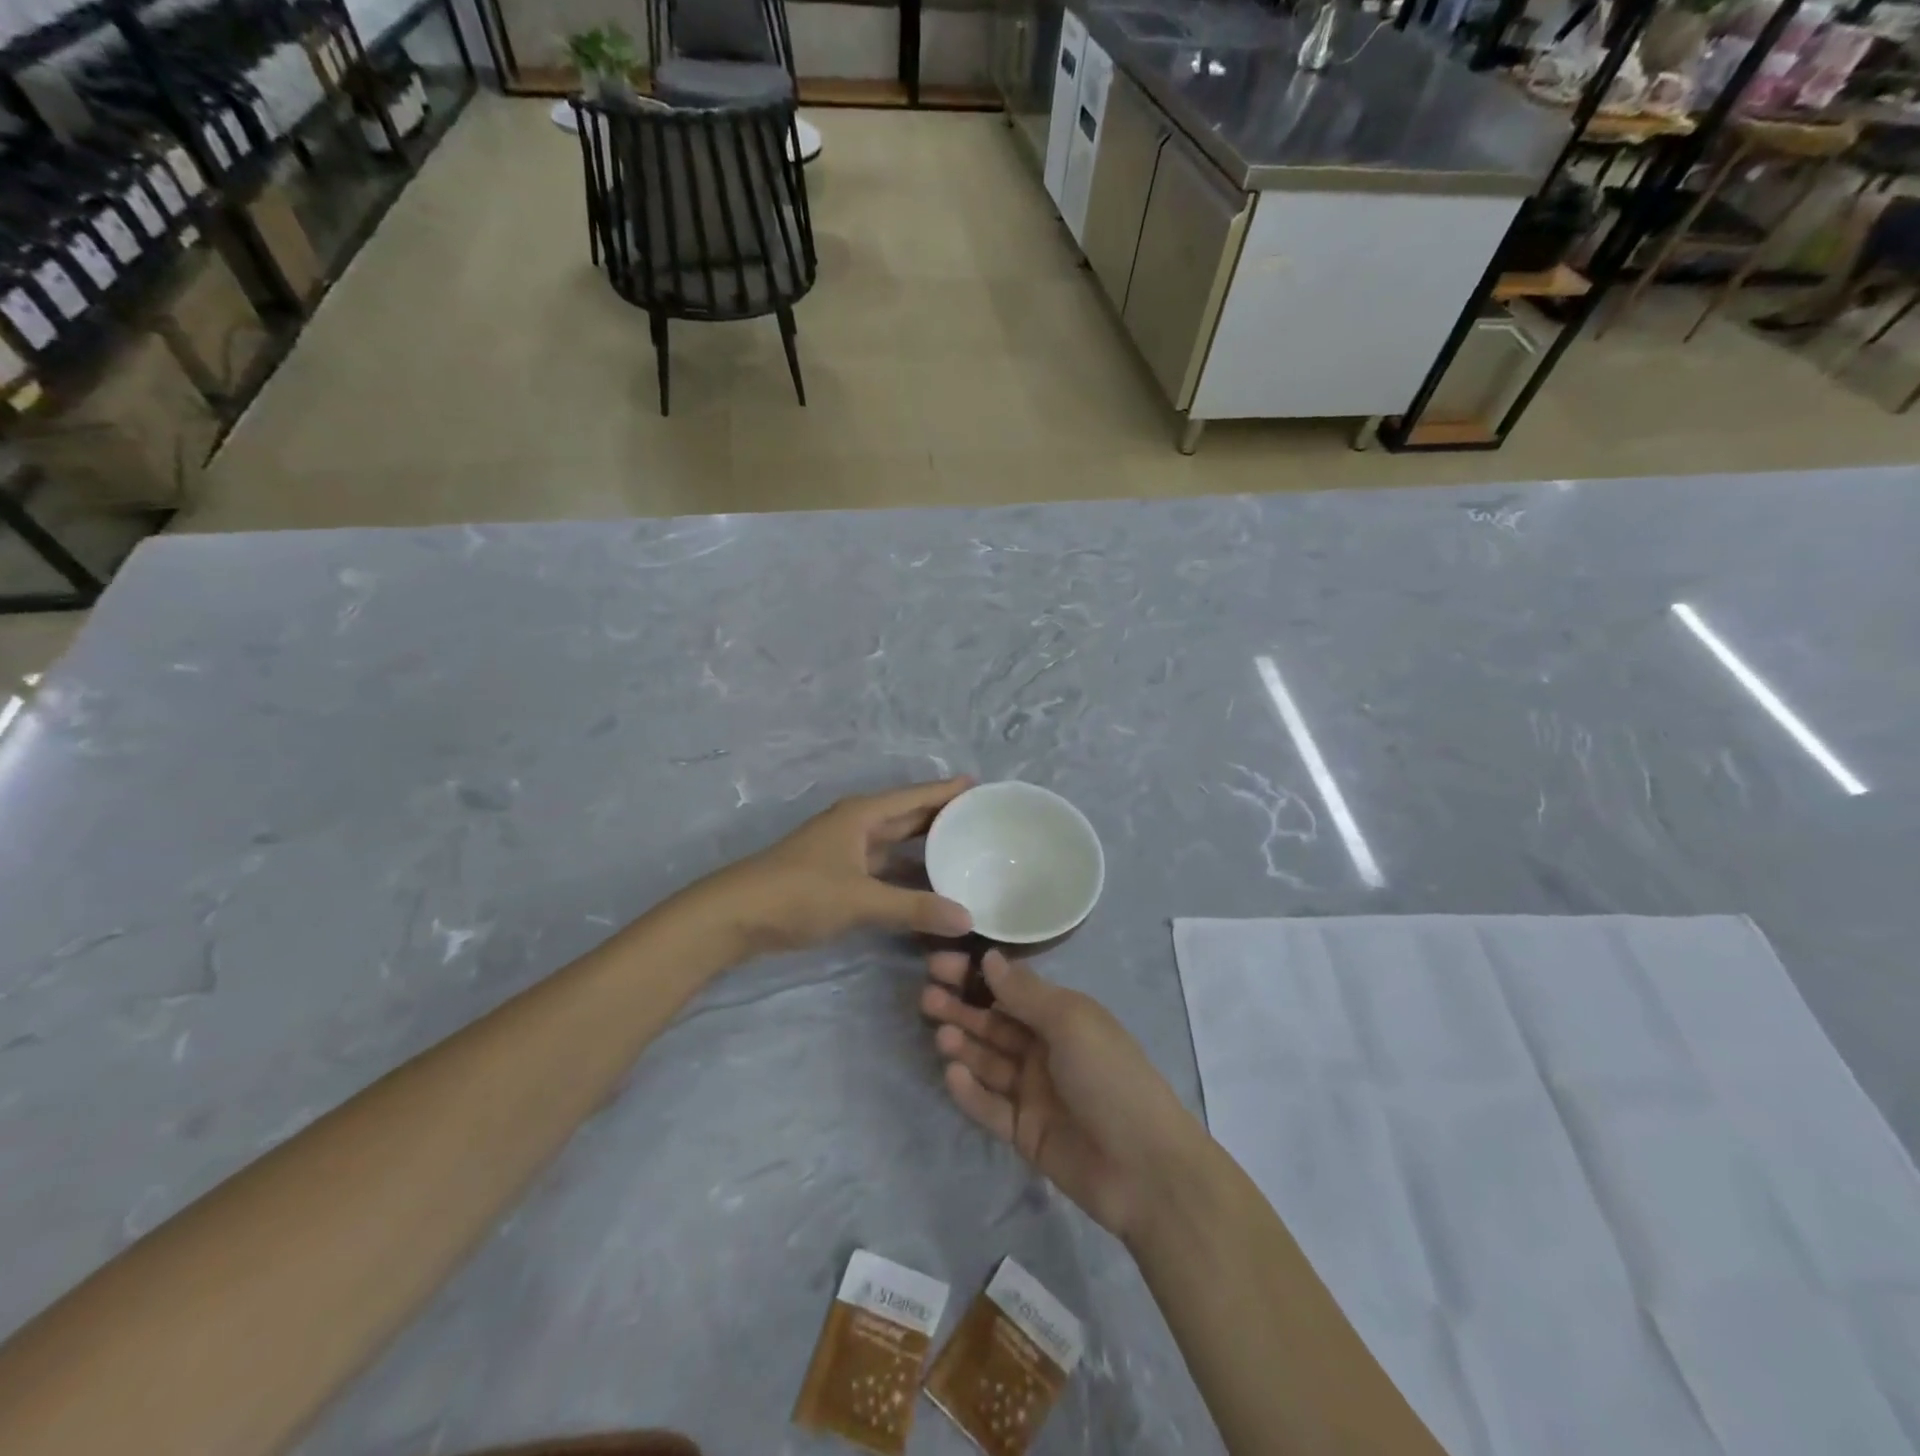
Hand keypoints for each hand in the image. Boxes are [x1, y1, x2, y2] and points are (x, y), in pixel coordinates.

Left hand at [706, 778, 974, 954]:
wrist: (735, 915)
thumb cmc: (799, 893)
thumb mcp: (859, 899)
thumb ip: (913, 909)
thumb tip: (967, 919)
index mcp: (862, 815)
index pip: (914, 797)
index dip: (946, 791)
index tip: (980, 785)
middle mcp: (856, 826)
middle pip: (906, 816)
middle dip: (940, 816)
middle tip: (981, 819)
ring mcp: (845, 852)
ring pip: (895, 844)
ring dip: (924, 847)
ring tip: (963, 850)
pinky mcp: (837, 877)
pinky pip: (883, 869)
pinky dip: (906, 874)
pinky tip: (927, 887)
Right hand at [922, 949, 1204, 1241]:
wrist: (1145, 1168)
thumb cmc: (1110, 1077)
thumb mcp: (1071, 1022)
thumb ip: (1026, 993)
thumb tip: (989, 957)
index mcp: (1062, 1017)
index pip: (1011, 989)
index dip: (976, 975)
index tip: (940, 964)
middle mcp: (1045, 1049)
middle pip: (994, 1023)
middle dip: (961, 1008)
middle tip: (927, 998)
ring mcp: (1034, 1092)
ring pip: (988, 1061)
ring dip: (964, 1045)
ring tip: (941, 1036)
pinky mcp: (1024, 1131)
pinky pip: (990, 1106)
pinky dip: (970, 1091)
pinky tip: (953, 1074)